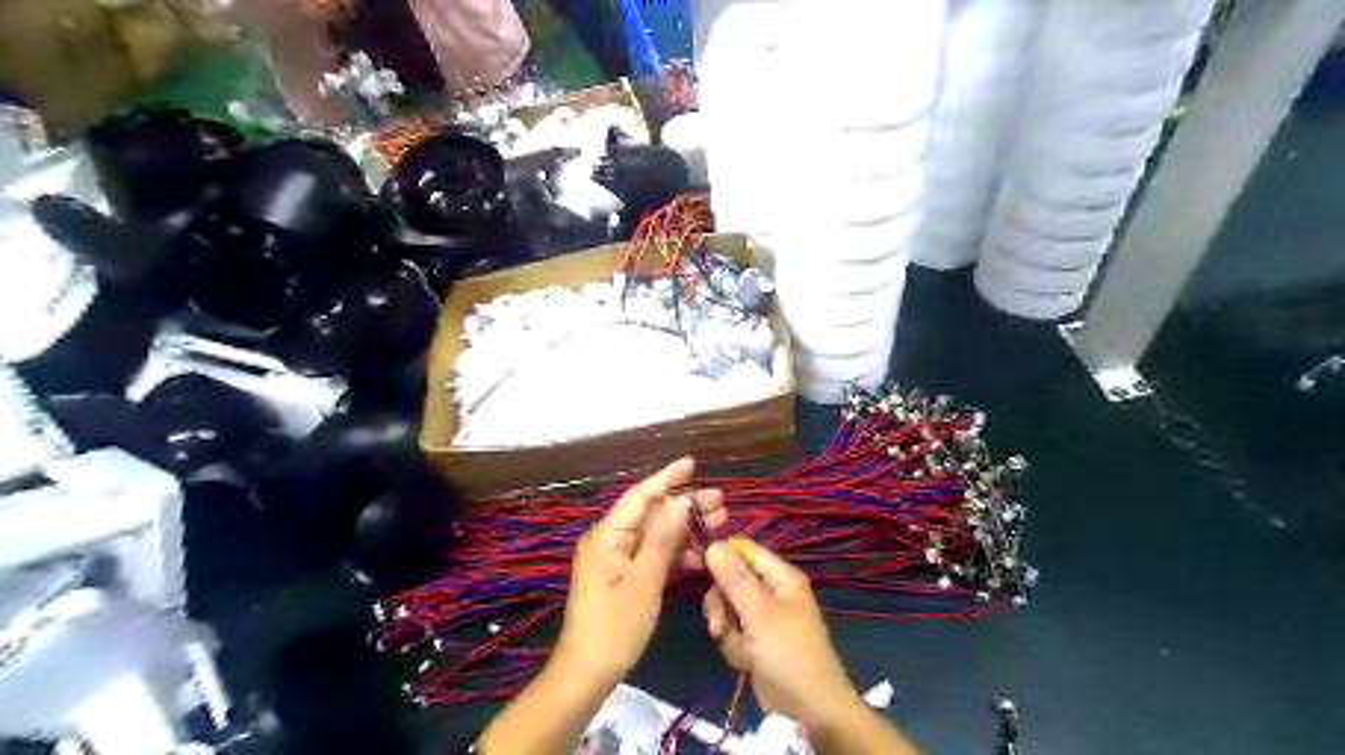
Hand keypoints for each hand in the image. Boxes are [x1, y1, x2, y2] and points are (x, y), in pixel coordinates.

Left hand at [550, 459, 726, 682]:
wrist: (589, 672)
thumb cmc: (615, 625)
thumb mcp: (644, 580)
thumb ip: (663, 538)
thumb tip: (680, 502)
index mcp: (608, 535)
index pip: (641, 496)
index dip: (667, 478)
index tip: (692, 463)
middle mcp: (612, 540)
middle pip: (653, 514)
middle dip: (686, 506)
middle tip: (721, 501)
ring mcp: (619, 560)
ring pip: (657, 535)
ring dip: (687, 530)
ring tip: (721, 522)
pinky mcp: (626, 577)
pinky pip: (655, 556)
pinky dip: (678, 554)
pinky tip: (704, 554)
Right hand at [706, 535, 861, 731]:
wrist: (808, 709)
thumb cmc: (788, 653)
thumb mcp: (759, 613)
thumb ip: (734, 578)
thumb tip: (712, 544)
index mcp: (780, 576)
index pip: (743, 550)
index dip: (720, 555)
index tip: (697, 567)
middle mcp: (771, 590)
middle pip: (730, 580)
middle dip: (722, 605)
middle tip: (719, 626)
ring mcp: (762, 616)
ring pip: (727, 608)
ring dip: (728, 630)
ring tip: (741, 649)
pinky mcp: (755, 638)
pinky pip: (732, 631)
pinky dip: (735, 646)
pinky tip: (746, 662)